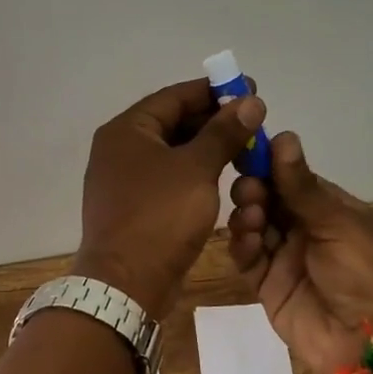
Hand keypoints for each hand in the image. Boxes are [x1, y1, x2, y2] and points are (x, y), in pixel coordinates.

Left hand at [73, 79, 267, 319]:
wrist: (126, 285)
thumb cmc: (160, 217)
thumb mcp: (197, 169)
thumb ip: (224, 132)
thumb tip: (250, 101)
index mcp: (126, 130)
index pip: (175, 96)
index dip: (214, 91)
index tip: (250, 88)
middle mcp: (119, 148)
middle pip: (172, 122)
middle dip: (214, 120)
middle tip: (253, 120)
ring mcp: (124, 179)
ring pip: (172, 151)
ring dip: (207, 147)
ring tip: (245, 146)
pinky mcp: (134, 205)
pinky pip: (168, 177)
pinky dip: (194, 171)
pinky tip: (223, 175)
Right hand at [226, 132, 372, 373]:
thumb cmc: (368, 273)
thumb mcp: (339, 224)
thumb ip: (302, 186)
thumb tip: (282, 135)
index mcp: (328, 207)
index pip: (289, 176)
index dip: (267, 163)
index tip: (243, 148)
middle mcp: (304, 228)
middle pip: (266, 198)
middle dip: (253, 189)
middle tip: (251, 191)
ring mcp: (284, 257)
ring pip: (252, 225)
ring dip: (246, 215)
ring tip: (251, 217)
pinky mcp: (269, 285)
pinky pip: (247, 258)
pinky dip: (242, 246)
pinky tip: (246, 242)